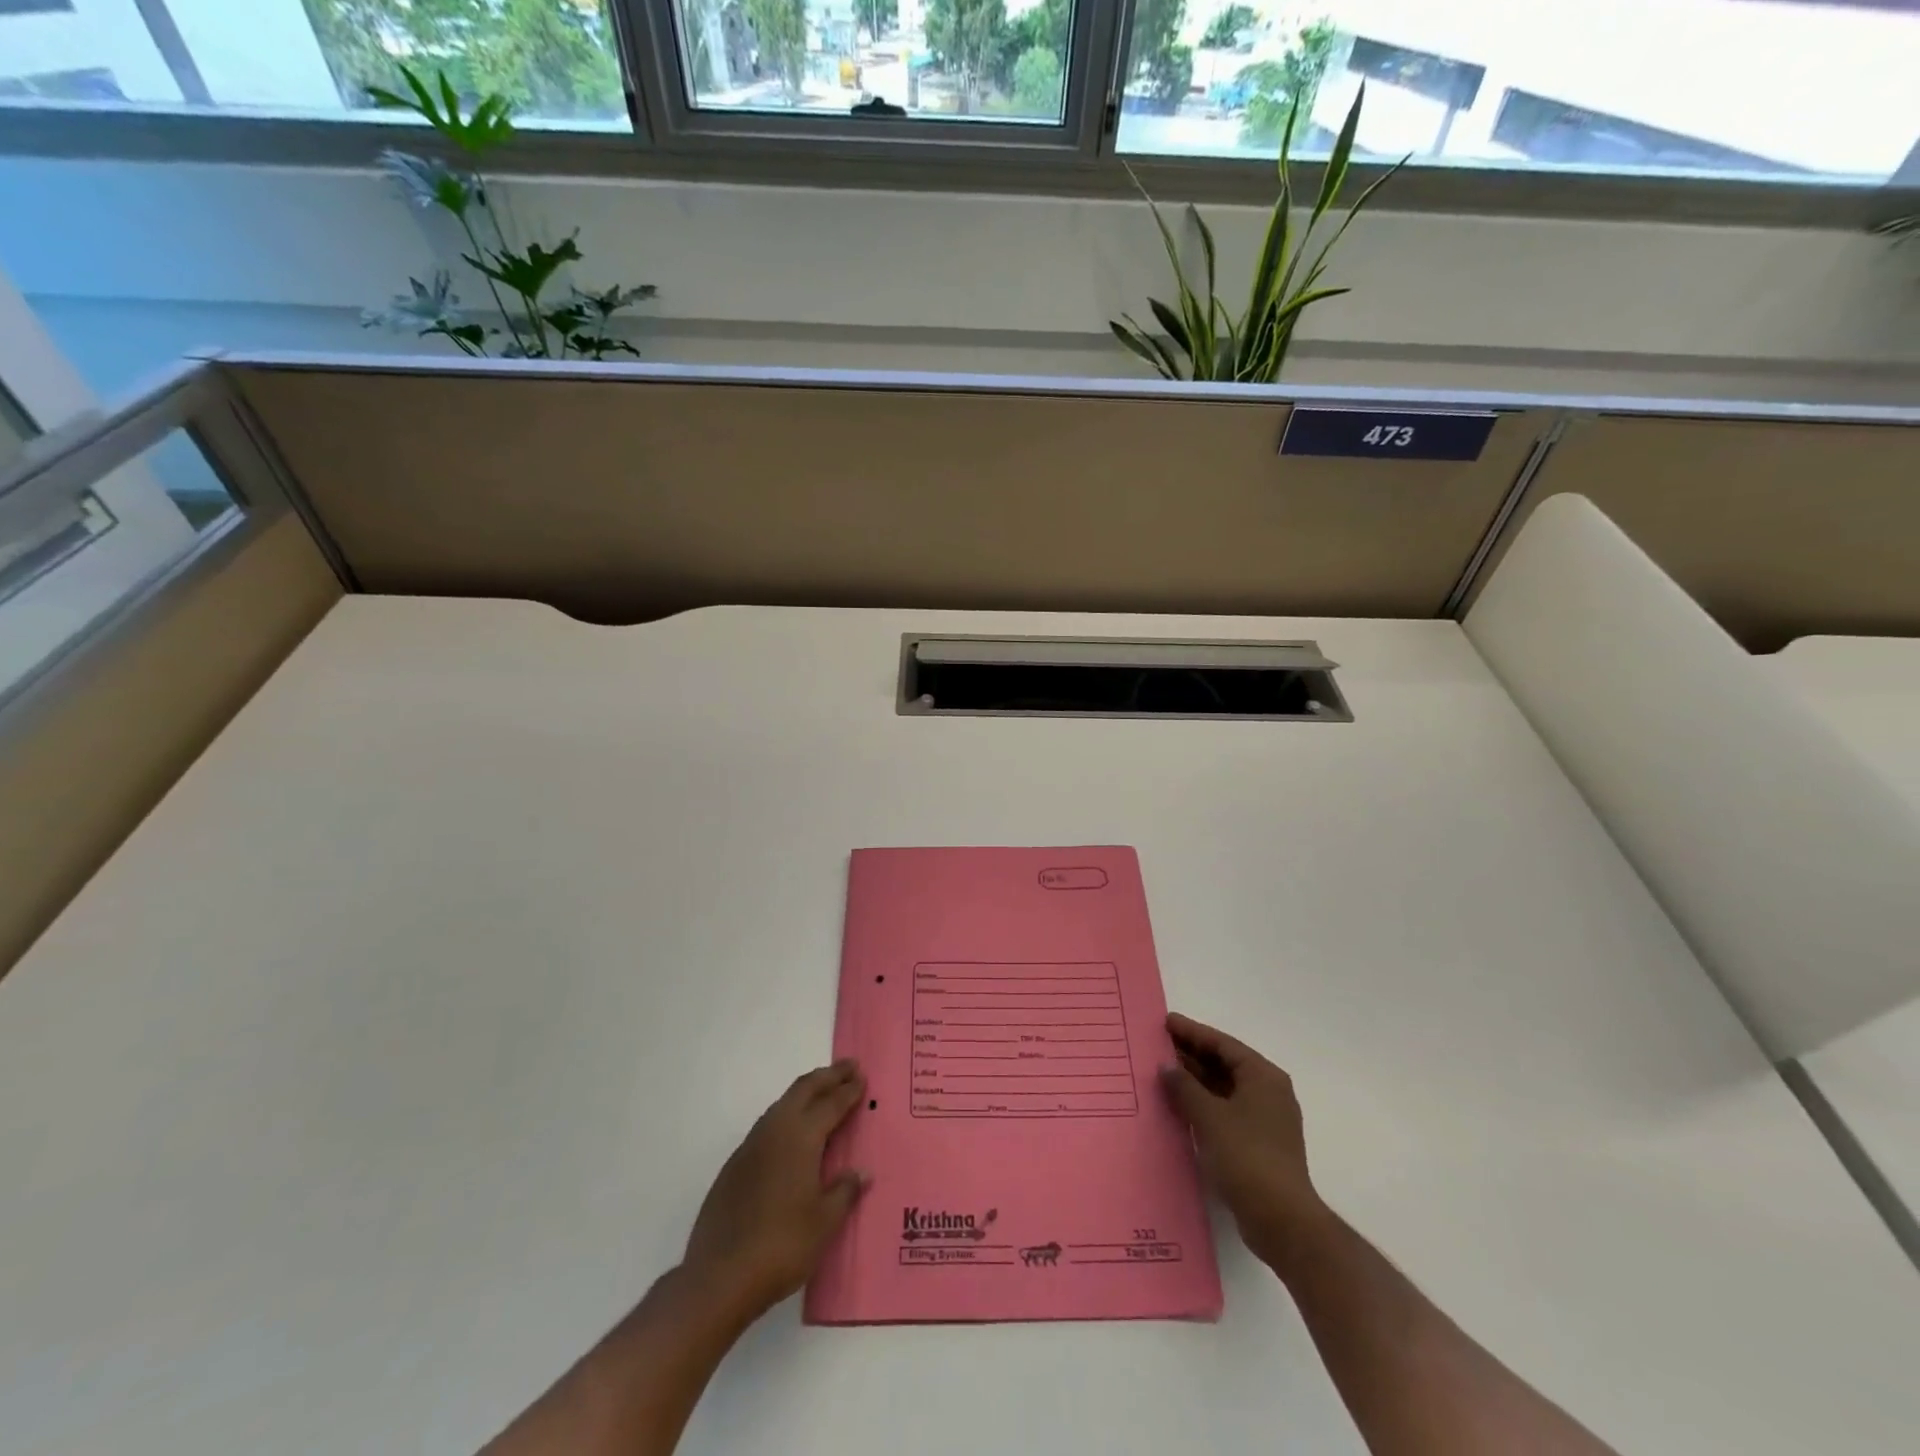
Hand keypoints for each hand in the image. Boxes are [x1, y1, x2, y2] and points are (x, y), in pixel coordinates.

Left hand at [683, 1060, 869, 1319]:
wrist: (718, 1278)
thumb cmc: (781, 1247)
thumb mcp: (824, 1222)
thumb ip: (844, 1191)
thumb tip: (861, 1172)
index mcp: (800, 1137)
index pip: (831, 1104)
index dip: (849, 1090)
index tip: (862, 1076)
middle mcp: (774, 1131)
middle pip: (803, 1090)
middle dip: (828, 1076)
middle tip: (849, 1067)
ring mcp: (750, 1147)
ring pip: (782, 1104)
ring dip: (805, 1093)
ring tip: (823, 1092)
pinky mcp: (734, 1166)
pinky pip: (767, 1126)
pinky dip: (787, 1116)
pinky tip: (792, 1134)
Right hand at [1160, 1012, 1328, 1273]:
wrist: (1282, 1220)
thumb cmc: (1247, 1157)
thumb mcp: (1210, 1117)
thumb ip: (1185, 1087)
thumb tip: (1166, 1066)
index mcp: (1262, 1076)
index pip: (1223, 1044)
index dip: (1192, 1032)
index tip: (1165, 1022)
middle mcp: (1268, 1092)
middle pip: (1225, 1064)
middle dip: (1192, 1055)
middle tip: (1158, 1046)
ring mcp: (1265, 1119)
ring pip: (1224, 1088)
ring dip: (1195, 1081)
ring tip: (1162, 1073)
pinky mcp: (1258, 1144)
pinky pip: (1225, 1111)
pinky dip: (1203, 1104)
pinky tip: (1178, 1106)